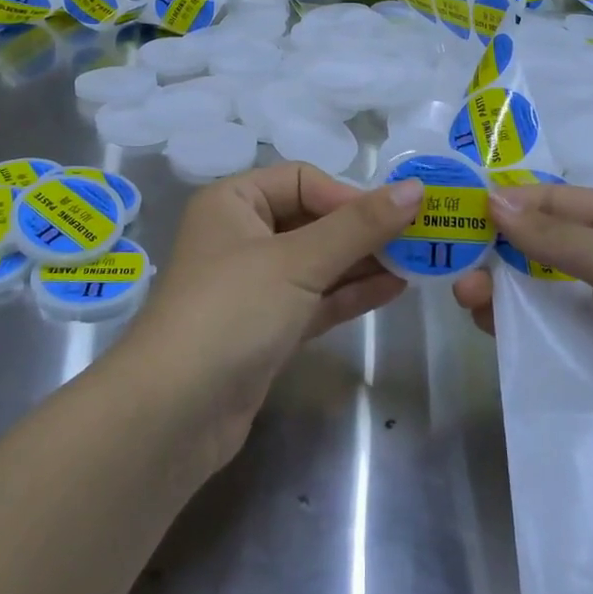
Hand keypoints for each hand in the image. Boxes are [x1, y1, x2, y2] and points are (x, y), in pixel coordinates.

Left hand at [117, 162, 423, 467]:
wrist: (174, 413)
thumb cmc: (232, 311)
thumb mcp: (298, 260)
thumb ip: (359, 225)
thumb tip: (416, 188)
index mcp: (232, 202)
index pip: (302, 180)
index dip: (348, 195)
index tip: (393, 217)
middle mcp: (240, 236)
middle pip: (312, 220)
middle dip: (363, 230)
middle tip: (418, 239)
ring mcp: (253, 286)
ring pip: (318, 263)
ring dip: (363, 262)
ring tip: (417, 263)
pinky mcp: (266, 328)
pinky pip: (316, 299)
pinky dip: (350, 293)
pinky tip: (393, 288)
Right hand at [453, 183, 592, 491]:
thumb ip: (552, 235)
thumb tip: (491, 199)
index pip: (554, 200)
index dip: (508, 203)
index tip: (458, 210)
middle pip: (538, 245)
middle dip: (496, 249)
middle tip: (455, 261)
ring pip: (533, 290)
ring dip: (497, 289)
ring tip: (466, 298)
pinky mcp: (591, 358)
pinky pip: (541, 333)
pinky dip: (511, 326)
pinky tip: (485, 326)